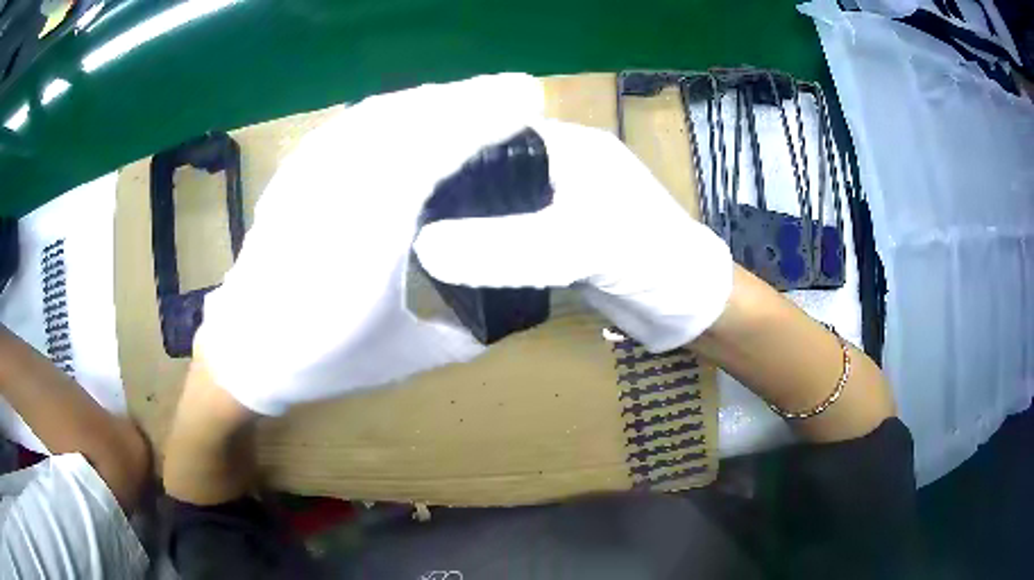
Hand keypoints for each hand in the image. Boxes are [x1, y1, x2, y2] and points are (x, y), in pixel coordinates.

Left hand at [192, 74, 546, 415]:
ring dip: (435, 98)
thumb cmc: (322, 358)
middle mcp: (336, 191)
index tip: (527, 105)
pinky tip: (415, 111)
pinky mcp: (296, 171)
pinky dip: (394, 108)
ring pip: (381, 113)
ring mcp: (310, 174)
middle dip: (470, 97)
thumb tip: (498, 319)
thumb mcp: (401, 355)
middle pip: (409, 118)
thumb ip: (458, 335)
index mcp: (368, 238)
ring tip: (476, 97)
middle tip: (516, 92)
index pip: (431, 151)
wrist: (247, 349)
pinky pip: (352, 123)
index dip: (482, 119)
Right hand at [414, 119, 733, 352]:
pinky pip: (514, 236)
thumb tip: (424, 247)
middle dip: (451, 190)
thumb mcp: (581, 246)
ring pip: (501, 206)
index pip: (493, 134)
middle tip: (402, 213)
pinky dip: (488, 246)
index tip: (403, 175)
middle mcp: (562, 167)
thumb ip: (507, 247)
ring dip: (468, 221)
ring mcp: (563, 205)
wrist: (691, 308)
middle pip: (492, 170)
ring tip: (418, 236)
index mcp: (568, 148)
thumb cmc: (651, 260)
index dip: (448, 150)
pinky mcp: (563, 239)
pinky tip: (458, 260)